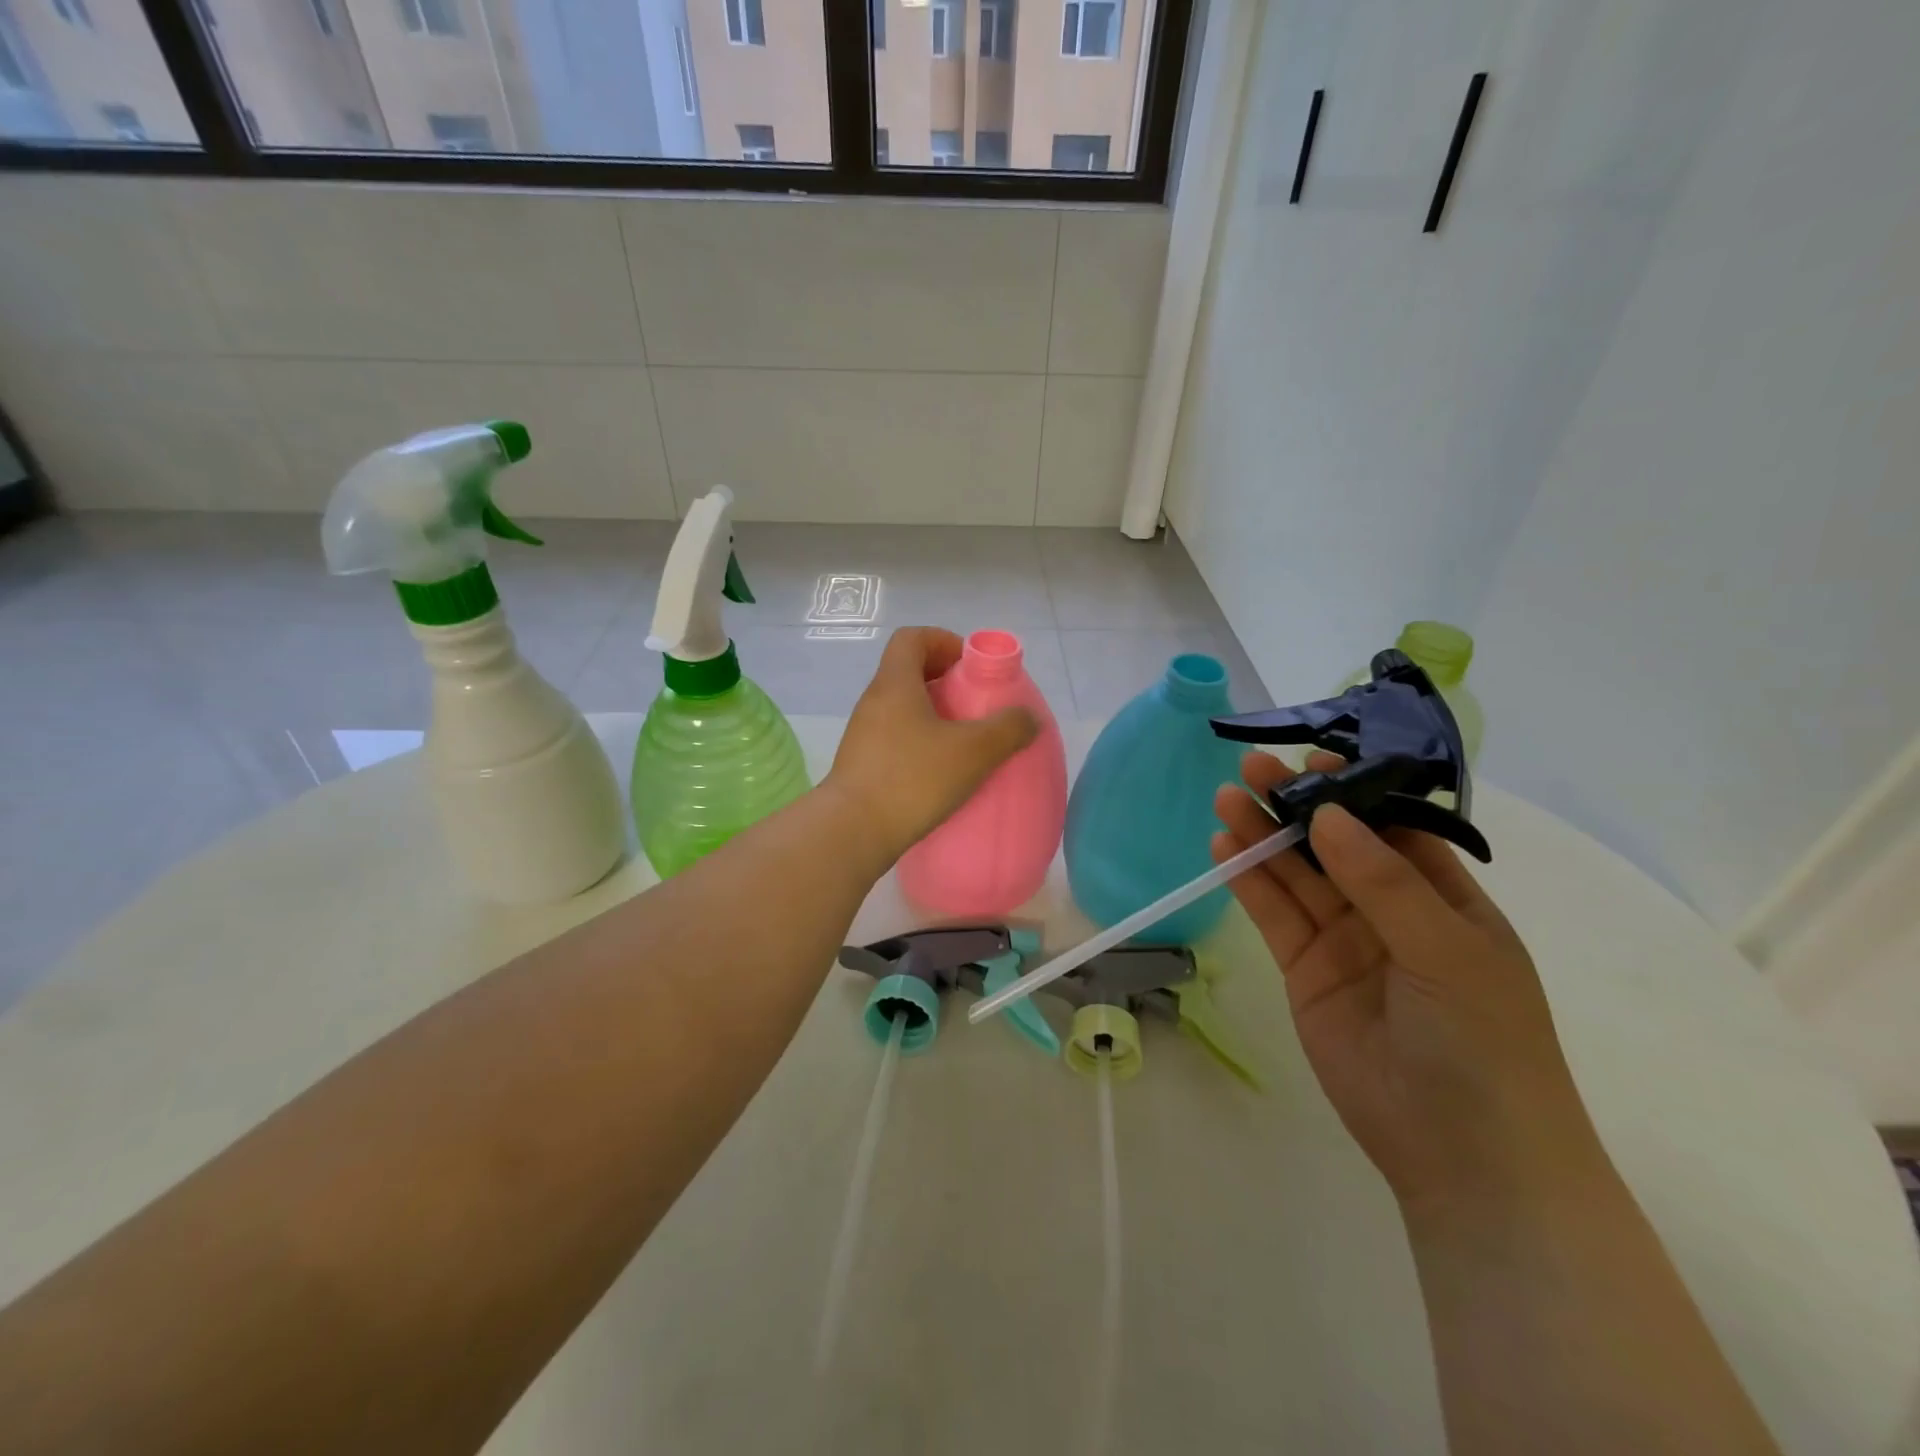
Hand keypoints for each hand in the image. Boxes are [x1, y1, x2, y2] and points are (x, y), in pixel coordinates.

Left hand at [827, 627, 1038, 865]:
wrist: (853, 831)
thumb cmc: (913, 779)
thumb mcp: (973, 751)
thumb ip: (1008, 729)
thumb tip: (1028, 718)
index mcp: (895, 683)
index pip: (912, 638)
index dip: (943, 641)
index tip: (969, 666)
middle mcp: (874, 701)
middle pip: (908, 671)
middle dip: (945, 680)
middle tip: (974, 704)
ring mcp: (863, 733)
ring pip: (902, 707)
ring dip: (933, 714)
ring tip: (963, 741)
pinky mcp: (862, 763)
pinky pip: (895, 737)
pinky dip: (920, 741)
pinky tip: (941, 771)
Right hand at [1214, 752, 1607, 1216]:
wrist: (1464, 1158)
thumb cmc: (1483, 1044)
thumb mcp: (1447, 952)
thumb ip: (1384, 882)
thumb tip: (1328, 815)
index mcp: (1443, 898)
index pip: (1393, 827)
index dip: (1353, 790)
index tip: (1314, 758)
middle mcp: (1390, 911)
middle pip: (1334, 844)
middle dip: (1296, 805)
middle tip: (1252, 767)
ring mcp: (1344, 940)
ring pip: (1296, 875)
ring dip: (1263, 836)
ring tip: (1227, 798)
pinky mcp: (1304, 970)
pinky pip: (1273, 915)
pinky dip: (1249, 881)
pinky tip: (1225, 846)